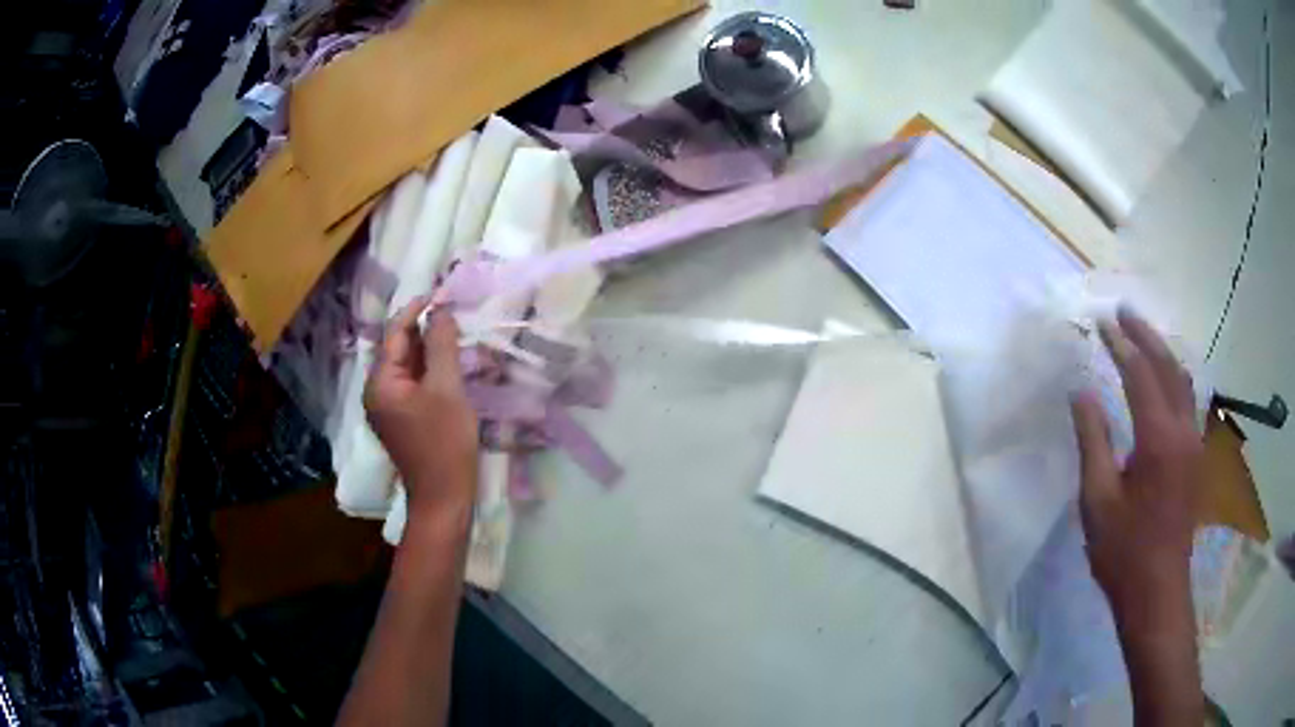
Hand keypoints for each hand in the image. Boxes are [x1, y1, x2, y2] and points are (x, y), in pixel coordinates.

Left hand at [365, 299, 478, 518]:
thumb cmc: (444, 443)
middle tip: (454, 312)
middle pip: (399, 349)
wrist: (443, 498)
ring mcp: (388, 408)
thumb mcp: (446, 389)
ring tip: (456, 334)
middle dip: (424, 328)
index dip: (417, 309)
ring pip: (408, 367)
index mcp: (380, 382)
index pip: (395, 333)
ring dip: (430, 349)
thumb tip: (441, 310)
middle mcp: (377, 392)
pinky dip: (430, 371)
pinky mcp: (401, 420)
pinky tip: (450, 366)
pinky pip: (413, 384)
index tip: (442, 292)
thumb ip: (442, 345)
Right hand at [1071, 307, 1201, 615]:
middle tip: (1124, 311)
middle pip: (1168, 367)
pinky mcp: (1196, 457)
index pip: (1140, 375)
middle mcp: (1182, 431)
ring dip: (1163, 352)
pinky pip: (1188, 401)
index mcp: (1158, 439)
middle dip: (1146, 335)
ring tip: (1143, 335)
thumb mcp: (1098, 501)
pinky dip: (1174, 377)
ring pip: (1183, 381)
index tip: (1101, 322)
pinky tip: (1164, 378)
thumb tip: (1082, 393)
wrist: (1157, 591)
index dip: (1120, 345)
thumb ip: (1093, 441)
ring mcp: (1194, 443)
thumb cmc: (1123, 551)